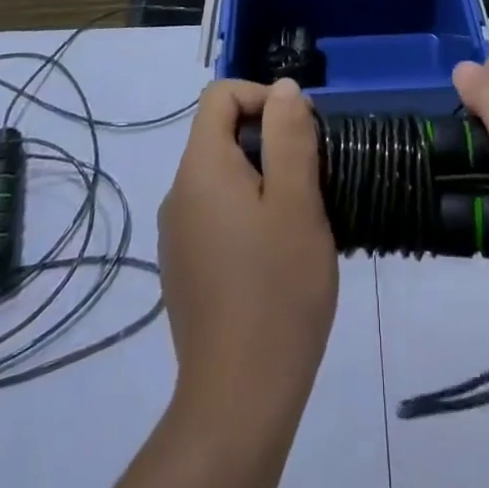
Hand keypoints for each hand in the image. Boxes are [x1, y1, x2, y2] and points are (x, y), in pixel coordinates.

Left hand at [158, 79, 336, 426]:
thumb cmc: (277, 289)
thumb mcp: (297, 201)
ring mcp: (178, 232)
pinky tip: (277, 251)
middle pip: (221, 133)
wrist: (239, 398)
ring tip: (300, 216)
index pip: (220, 95)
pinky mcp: (185, 265)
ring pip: (222, 174)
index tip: (300, 132)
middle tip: (310, 177)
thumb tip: (283, 88)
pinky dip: (248, 209)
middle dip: (269, 139)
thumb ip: (289, 135)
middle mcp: (179, 192)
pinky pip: (217, 210)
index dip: (262, 97)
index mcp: (200, 168)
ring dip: (263, 176)